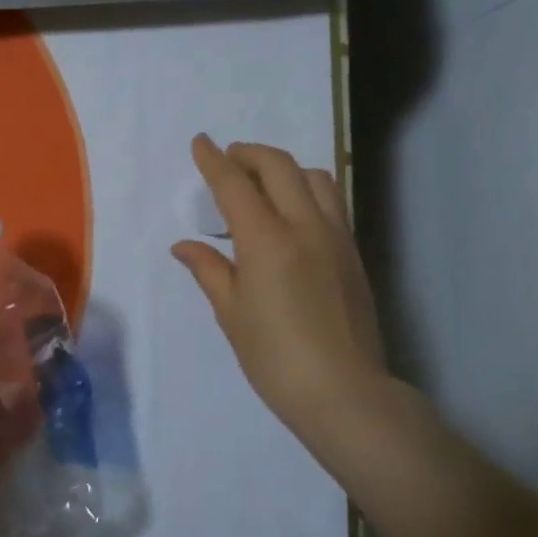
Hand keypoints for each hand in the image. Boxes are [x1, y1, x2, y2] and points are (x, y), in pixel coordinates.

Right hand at [171, 135, 401, 465]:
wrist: (345, 393)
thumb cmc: (275, 358)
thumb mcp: (231, 314)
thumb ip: (209, 269)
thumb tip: (184, 245)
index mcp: (266, 241)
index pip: (235, 184)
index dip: (214, 160)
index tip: (200, 142)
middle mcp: (304, 227)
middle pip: (279, 166)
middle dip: (249, 154)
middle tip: (229, 160)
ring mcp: (335, 237)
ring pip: (314, 177)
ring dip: (284, 168)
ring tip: (263, 184)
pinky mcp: (353, 253)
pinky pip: (331, 202)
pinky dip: (306, 190)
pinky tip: (291, 214)